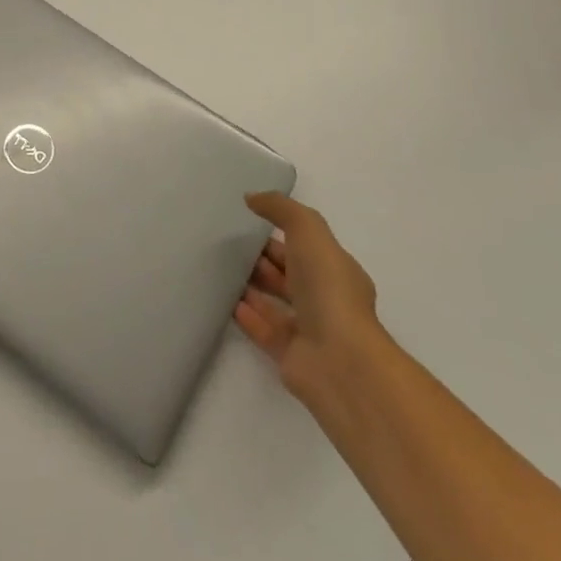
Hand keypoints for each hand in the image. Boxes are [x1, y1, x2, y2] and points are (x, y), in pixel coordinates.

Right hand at [235, 191, 383, 406]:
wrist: (340, 362)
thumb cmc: (328, 289)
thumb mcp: (309, 231)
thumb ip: (281, 209)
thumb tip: (252, 198)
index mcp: (336, 270)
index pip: (304, 246)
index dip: (280, 233)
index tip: (248, 220)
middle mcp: (324, 299)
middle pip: (288, 274)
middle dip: (262, 259)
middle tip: (228, 244)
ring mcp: (309, 330)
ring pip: (274, 301)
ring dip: (251, 286)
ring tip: (220, 269)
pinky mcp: (290, 356)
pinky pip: (263, 330)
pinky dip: (246, 315)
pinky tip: (227, 301)